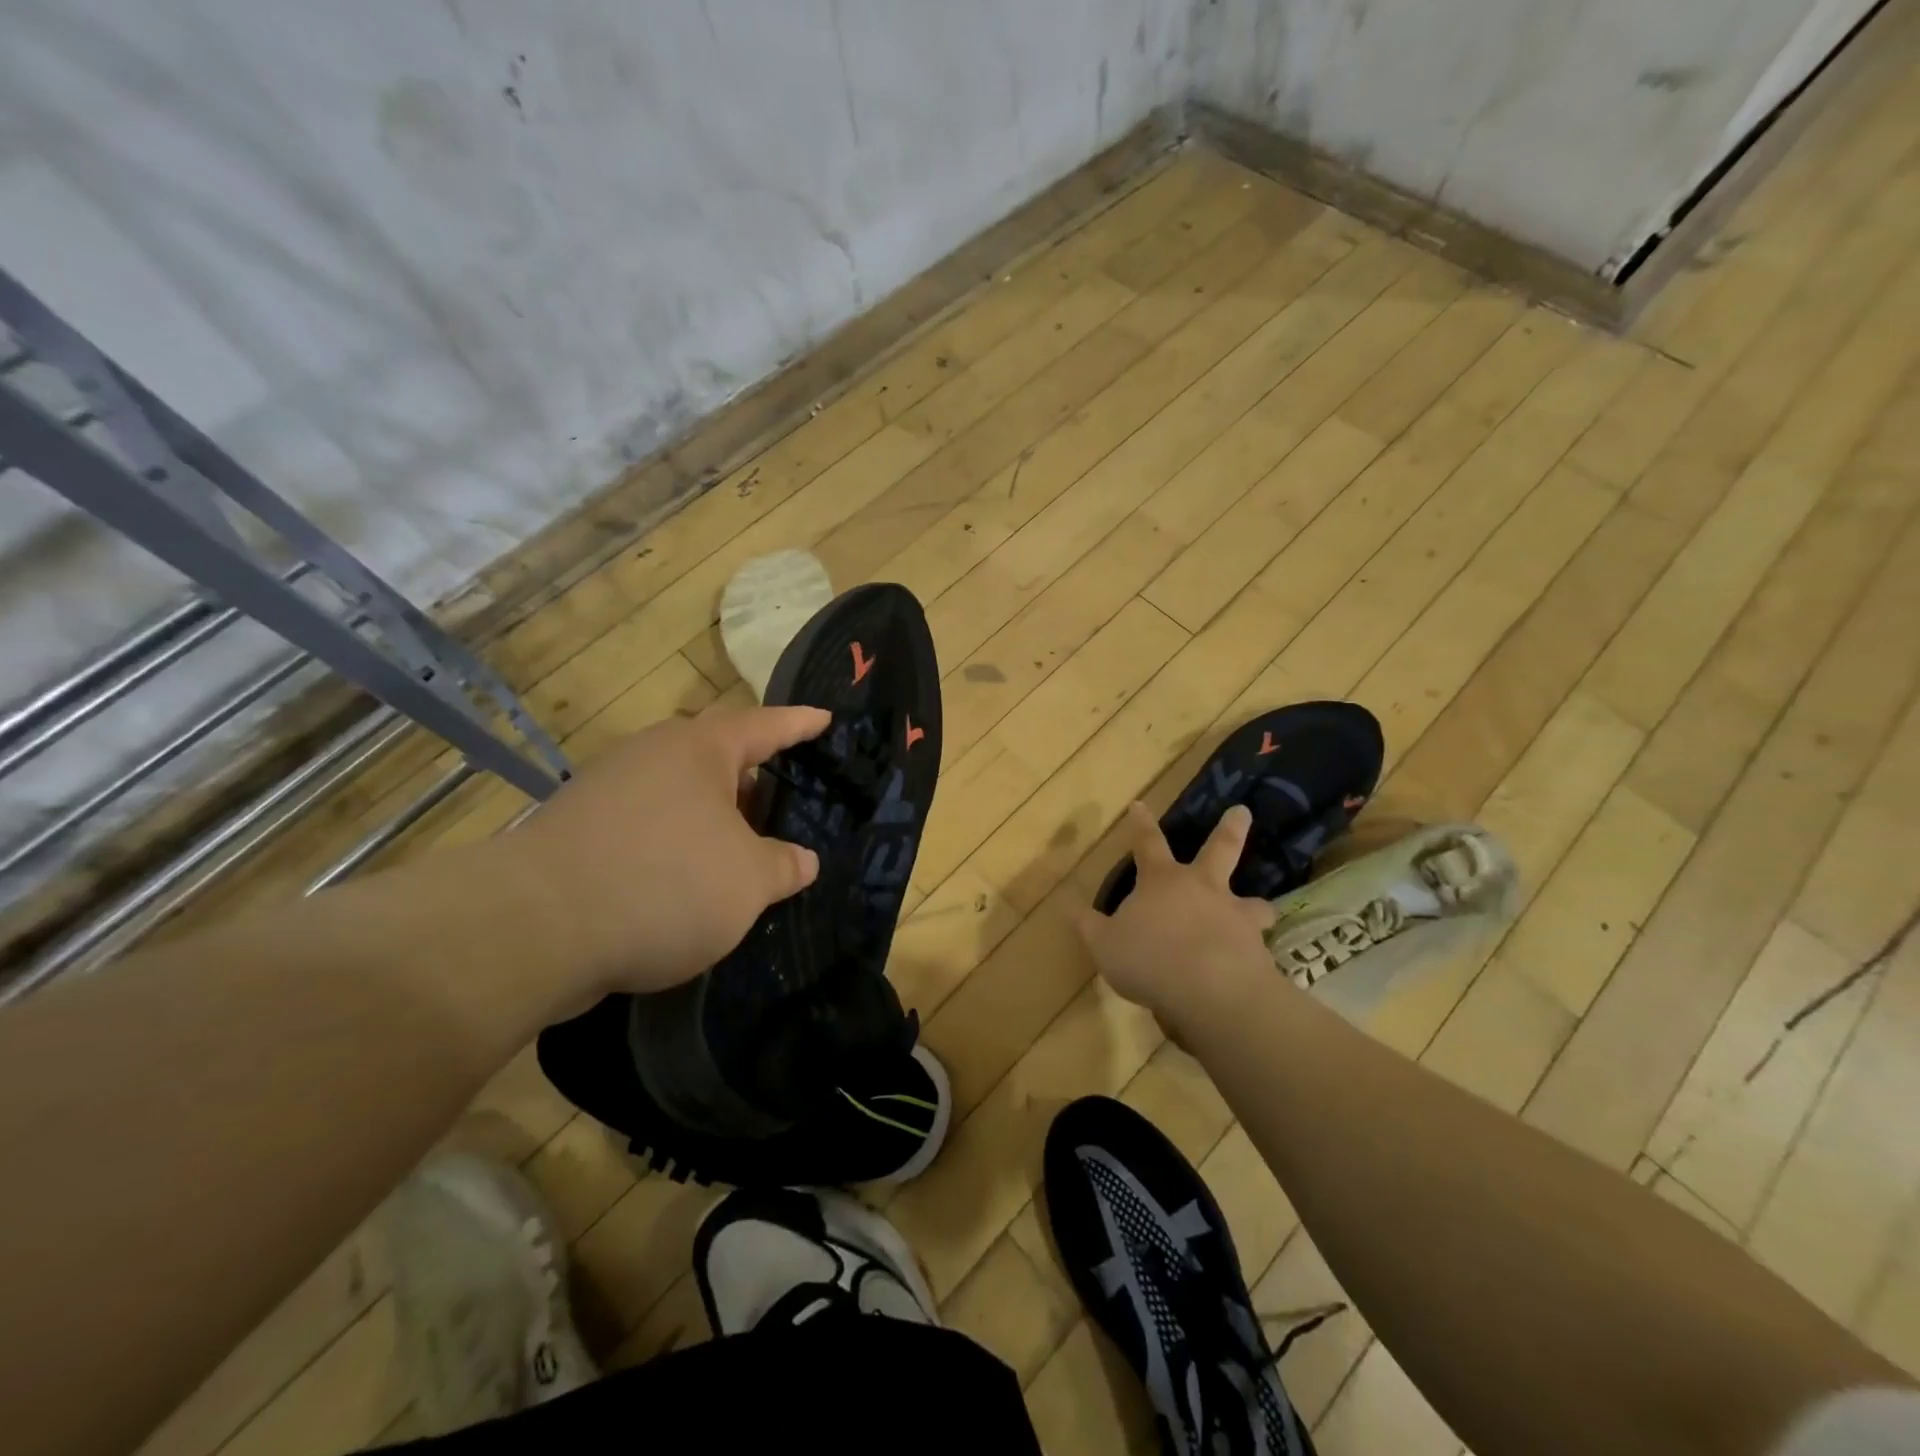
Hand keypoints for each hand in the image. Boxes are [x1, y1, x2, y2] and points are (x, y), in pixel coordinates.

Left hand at [509, 705, 829, 997]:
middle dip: (752, 779)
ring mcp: (607, 788)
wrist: (533, 926)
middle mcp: (652, 754)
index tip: (825, 720)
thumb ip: (784, 866)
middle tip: (782, 803)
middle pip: (716, 756)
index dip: (800, 724)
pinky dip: (674, 842)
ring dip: (711, 816)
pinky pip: (645, 823)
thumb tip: (802, 861)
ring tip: (738, 850)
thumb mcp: (748, 882)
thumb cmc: (664, 883)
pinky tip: (684, 880)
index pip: (765, 725)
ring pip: (678, 792)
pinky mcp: (577, 828)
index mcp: (700, 749)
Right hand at [1073, 802, 1275, 1023]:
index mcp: (1162, 881)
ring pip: (1253, 902)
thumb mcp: (1105, 945)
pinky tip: (1256, 966)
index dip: (1141, 824)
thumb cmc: (1149, 959)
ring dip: (1256, 905)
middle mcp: (1203, 889)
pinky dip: (1257, 952)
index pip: (1147, 843)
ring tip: (1261, 910)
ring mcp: (1235, 916)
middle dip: (1231, 828)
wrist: (1211, 990)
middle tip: (1242, 810)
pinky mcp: (1259, 949)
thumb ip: (1090, 927)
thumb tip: (1071, 908)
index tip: (1140, 805)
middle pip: (1219, 850)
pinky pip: (1259, 946)